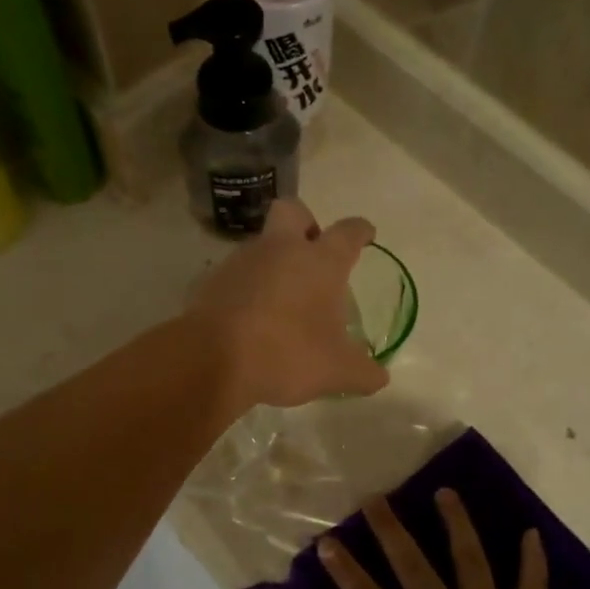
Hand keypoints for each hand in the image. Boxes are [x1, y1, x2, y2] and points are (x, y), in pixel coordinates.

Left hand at [187, 199, 389, 408]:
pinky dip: (245, 288)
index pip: (348, 232)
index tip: (365, 233)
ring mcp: (241, 261)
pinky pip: (235, 275)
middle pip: (293, 211)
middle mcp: (280, 249)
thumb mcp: (336, 372)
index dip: (360, 231)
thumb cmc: (287, 354)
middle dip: (305, 222)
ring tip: (279, 298)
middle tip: (311, 251)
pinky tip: (248, 317)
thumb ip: (363, 372)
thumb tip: (379, 377)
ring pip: (260, 245)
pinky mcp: (210, 280)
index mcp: (319, 262)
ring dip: (272, 262)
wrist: (213, 359)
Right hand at [305, 492, 578, 588]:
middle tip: (376, 498)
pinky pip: (532, 586)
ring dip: (456, 523)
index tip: (328, 540)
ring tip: (445, 492)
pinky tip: (532, 533)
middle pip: (412, 564)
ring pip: (469, 559)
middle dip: (390, 529)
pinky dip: (533, 560)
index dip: (345, 570)